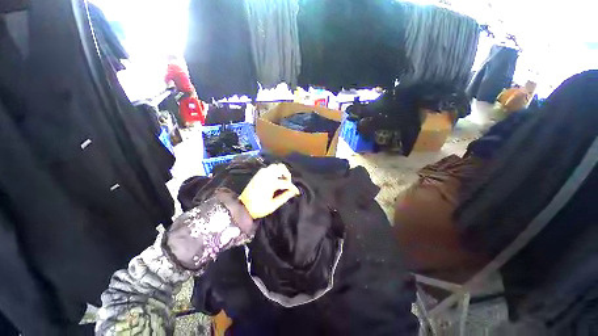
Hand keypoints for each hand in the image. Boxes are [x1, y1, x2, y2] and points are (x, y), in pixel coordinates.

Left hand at [238, 163, 299, 218]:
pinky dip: (274, 171)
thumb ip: (284, 197)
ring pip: (275, 166)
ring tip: (282, 180)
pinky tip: (275, 178)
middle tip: (288, 183)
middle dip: (287, 175)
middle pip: (281, 168)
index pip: (286, 183)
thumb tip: (293, 192)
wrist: (242, 208)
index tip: (297, 192)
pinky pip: (268, 168)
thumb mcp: (273, 205)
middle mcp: (266, 175)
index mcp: (270, 184)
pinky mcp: (257, 174)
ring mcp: (261, 173)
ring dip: (281, 171)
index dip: (293, 188)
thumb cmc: (258, 208)